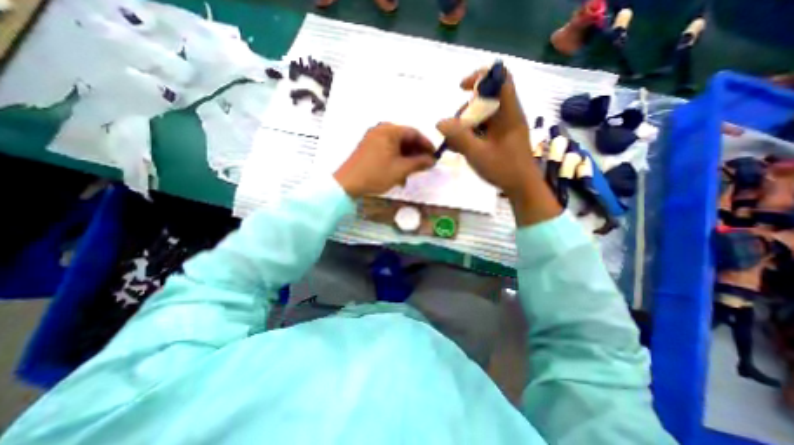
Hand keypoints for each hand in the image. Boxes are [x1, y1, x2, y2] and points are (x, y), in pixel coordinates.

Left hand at [332, 121, 436, 196]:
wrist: (348, 183)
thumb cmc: (376, 174)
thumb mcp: (401, 169)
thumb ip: (419, 163)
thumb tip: (432, 160)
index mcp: (389, 130)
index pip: (414, 133)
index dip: (426, 144)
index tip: (435, 156)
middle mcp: (381, 130)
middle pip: (405, 138)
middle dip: (416, 153)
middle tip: (425, 165)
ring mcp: (373, 138)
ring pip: (396, 146)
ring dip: (406, 158)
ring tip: (412, 172)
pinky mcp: (368, 147)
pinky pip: (387, 150)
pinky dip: (396, 159)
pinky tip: (400, 173)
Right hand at [436, 68, 559, 227]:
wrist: (521, 187)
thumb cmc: (503, 169)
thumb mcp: (477, 153)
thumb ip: (458, 137)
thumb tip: (440, 122)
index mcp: (509, 113)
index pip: (500, 78)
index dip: (481, 77)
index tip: (462, 89)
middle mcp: (507, 115)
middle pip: (485, 99)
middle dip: (465, 111)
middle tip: (454, 131)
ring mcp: (504, 127)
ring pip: (481, 115)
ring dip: (465, 125)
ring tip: (455, 144)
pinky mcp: (500, 137)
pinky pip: (482, 128)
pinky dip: (470, 134)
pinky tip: (461, 147)